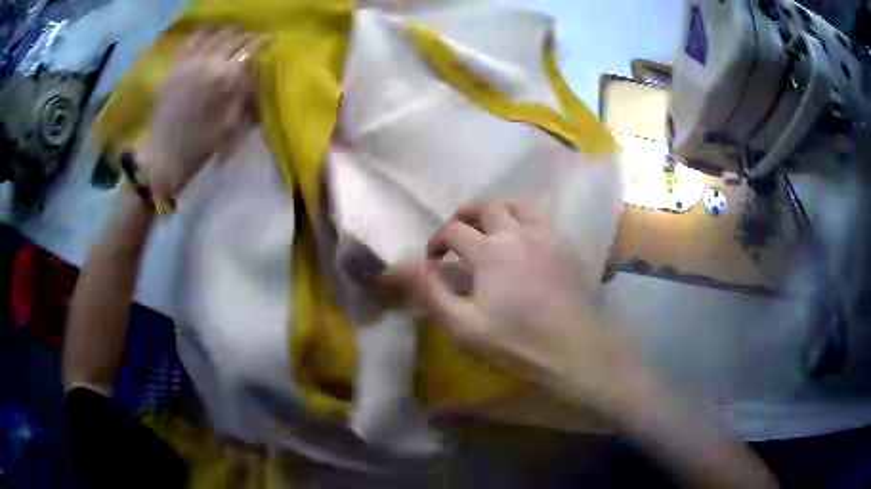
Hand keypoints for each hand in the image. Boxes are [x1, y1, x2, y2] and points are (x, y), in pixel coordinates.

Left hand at [139, 27, 265, 197]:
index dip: (263, 42)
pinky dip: (205, 34)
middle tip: (252, 40)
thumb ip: (244, 92)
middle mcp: (209, 61)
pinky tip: (210, 36)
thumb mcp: (231, 124)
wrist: (162, 156)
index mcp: (226, 78)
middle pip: (235, 37)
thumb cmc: (200, 146)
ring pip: (215, 33)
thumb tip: (253, 69)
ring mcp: (189, 61)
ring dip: (228, 33)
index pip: (252, 49)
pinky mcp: (175, 65)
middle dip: (247, 36)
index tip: (270, 40)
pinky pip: (192, 39)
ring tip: (232, 37)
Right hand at [391, 200, 646, 414]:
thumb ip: (431, 292)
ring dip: (497, 210)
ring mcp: (546, 236)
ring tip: (489, 227)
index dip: (437, 240)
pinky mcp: (565, 246)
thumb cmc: (516, 342)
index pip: (454, 230)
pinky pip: (541, 219)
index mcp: (490, 251)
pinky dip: (524, 220)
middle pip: (486, 206)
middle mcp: (518, 233)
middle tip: (457, 233)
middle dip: (464, 215)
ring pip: (518, 204)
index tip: (432, 258)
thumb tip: (403, 265)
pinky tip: (523, 240)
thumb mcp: (464, 326)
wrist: (572, 348)